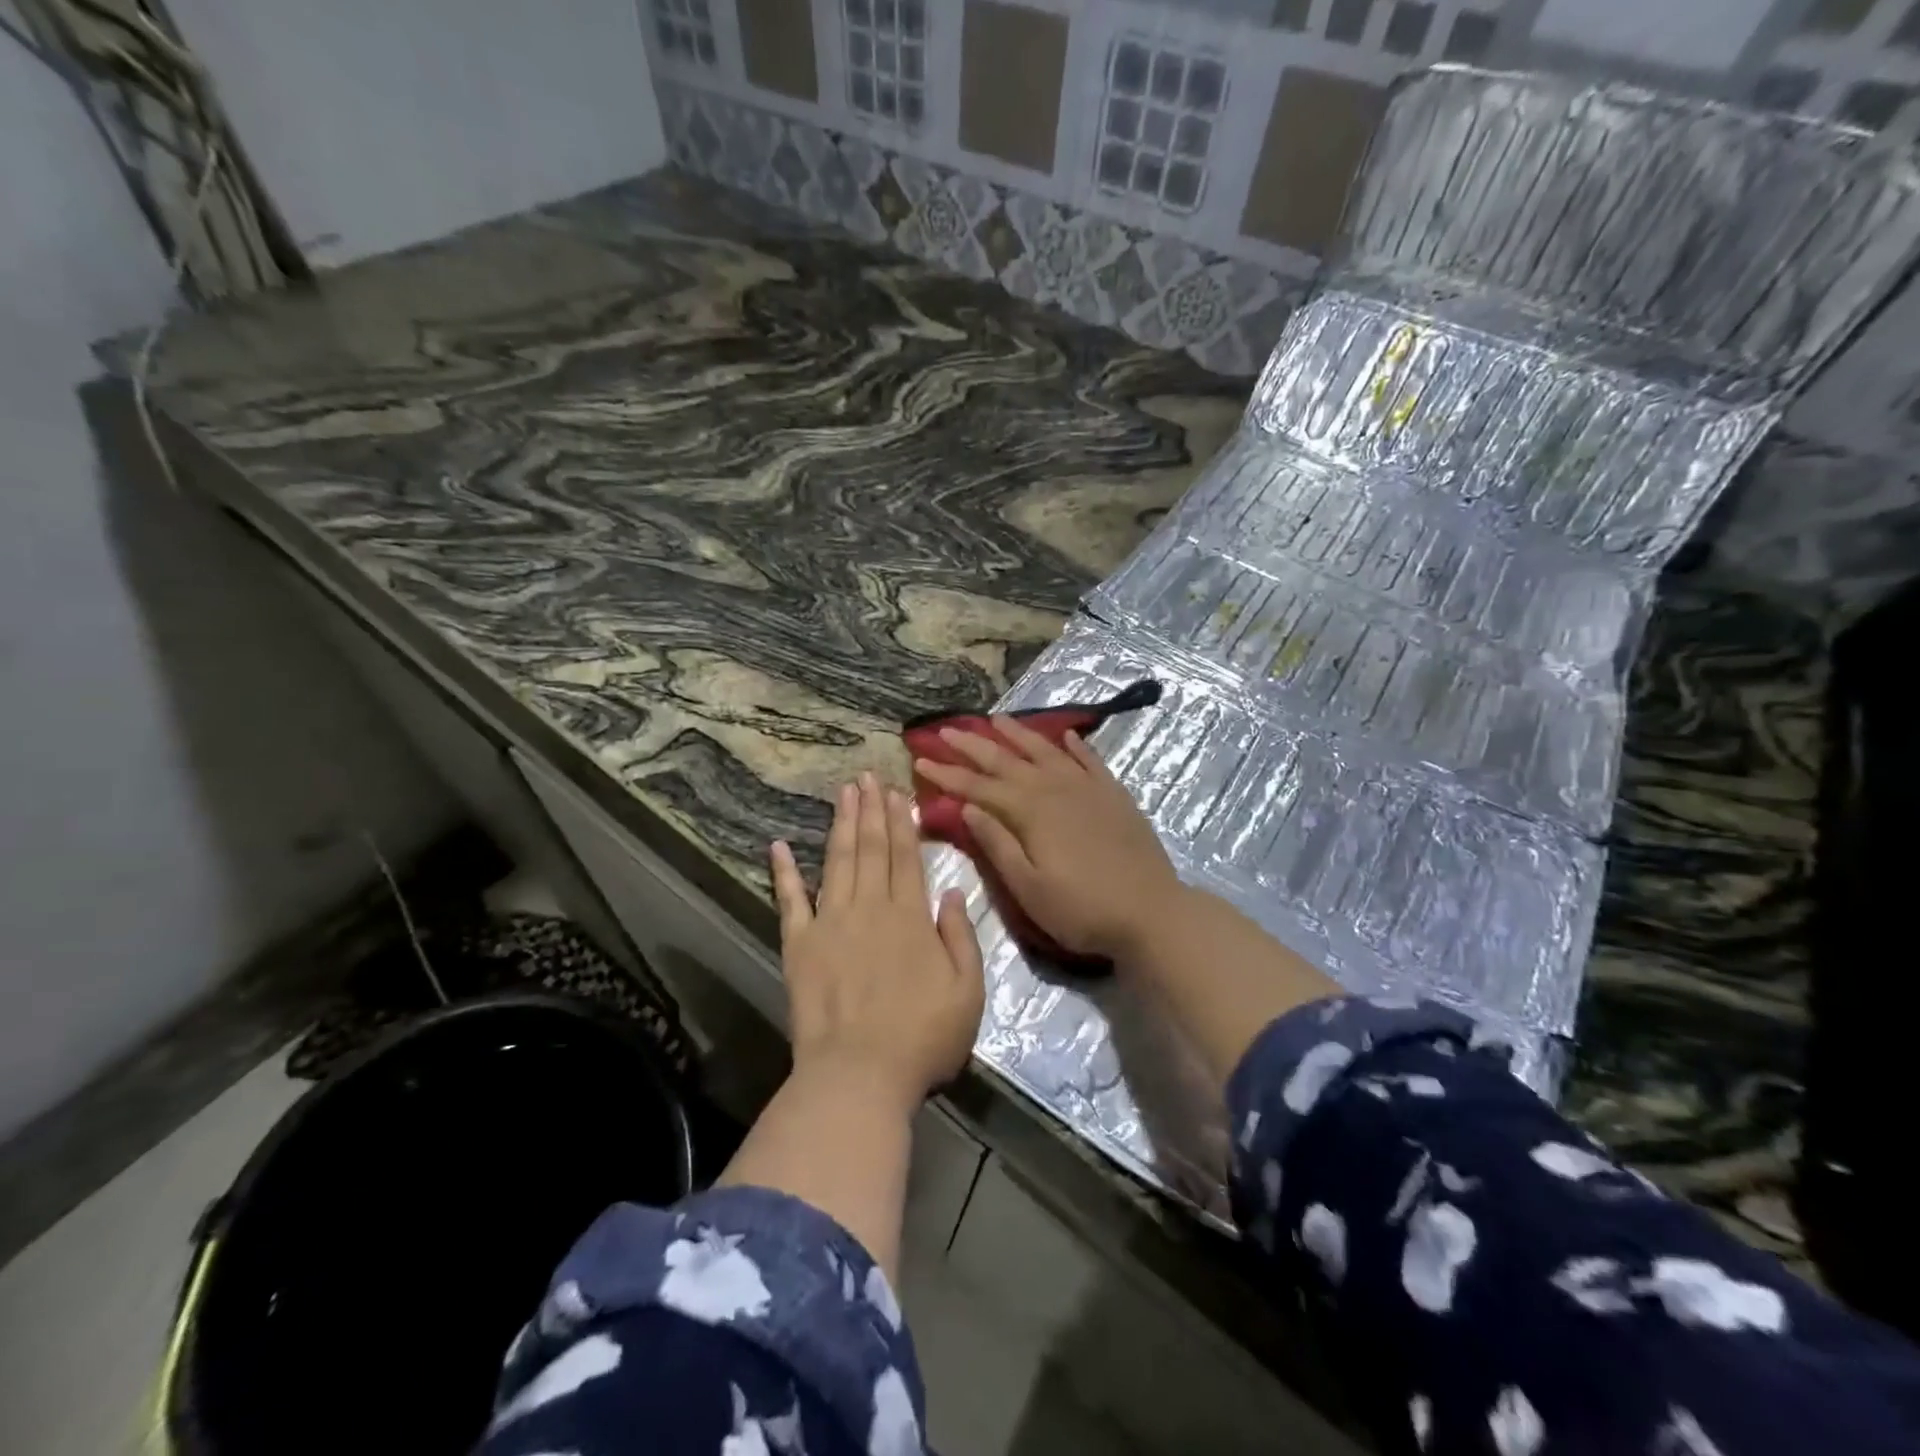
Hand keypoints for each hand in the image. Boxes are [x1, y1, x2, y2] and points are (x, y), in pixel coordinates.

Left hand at [769, 773, 984, 1110]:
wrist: (859, 1075)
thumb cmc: (923, 1037)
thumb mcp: (968, 991)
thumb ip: (961, 937)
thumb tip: (953, 892)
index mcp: (910, 916)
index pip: (906, 856)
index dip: (902, 821)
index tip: (897, 791)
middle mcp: (869, 907)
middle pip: (871, 849)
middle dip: (870, 810)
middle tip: (866, 777)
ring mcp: (830, 923)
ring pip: (837, 862)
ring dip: (841, 825)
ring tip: (843, 793)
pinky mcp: (799, 945)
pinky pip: (790, 901)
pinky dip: (784, 872)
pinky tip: (778, 846)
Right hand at [913, 717, 1185, 960]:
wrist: (1151, 911)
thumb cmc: (1082, 909)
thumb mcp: (1029, 888)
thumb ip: (997, 844)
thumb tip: (966, 807)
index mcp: (1030, 812)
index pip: (979, 786)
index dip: (948, 773)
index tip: (921, 759)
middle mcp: (1055, 788)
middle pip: (1007, 760)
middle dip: (973, 745)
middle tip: (946, 730)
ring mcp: (1087, 788)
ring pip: (1045, 751)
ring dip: (1018, 734)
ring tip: (996, 719)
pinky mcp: (1113, 795)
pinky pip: (1089, 760)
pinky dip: (1074, 746)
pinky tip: (1064, 736)